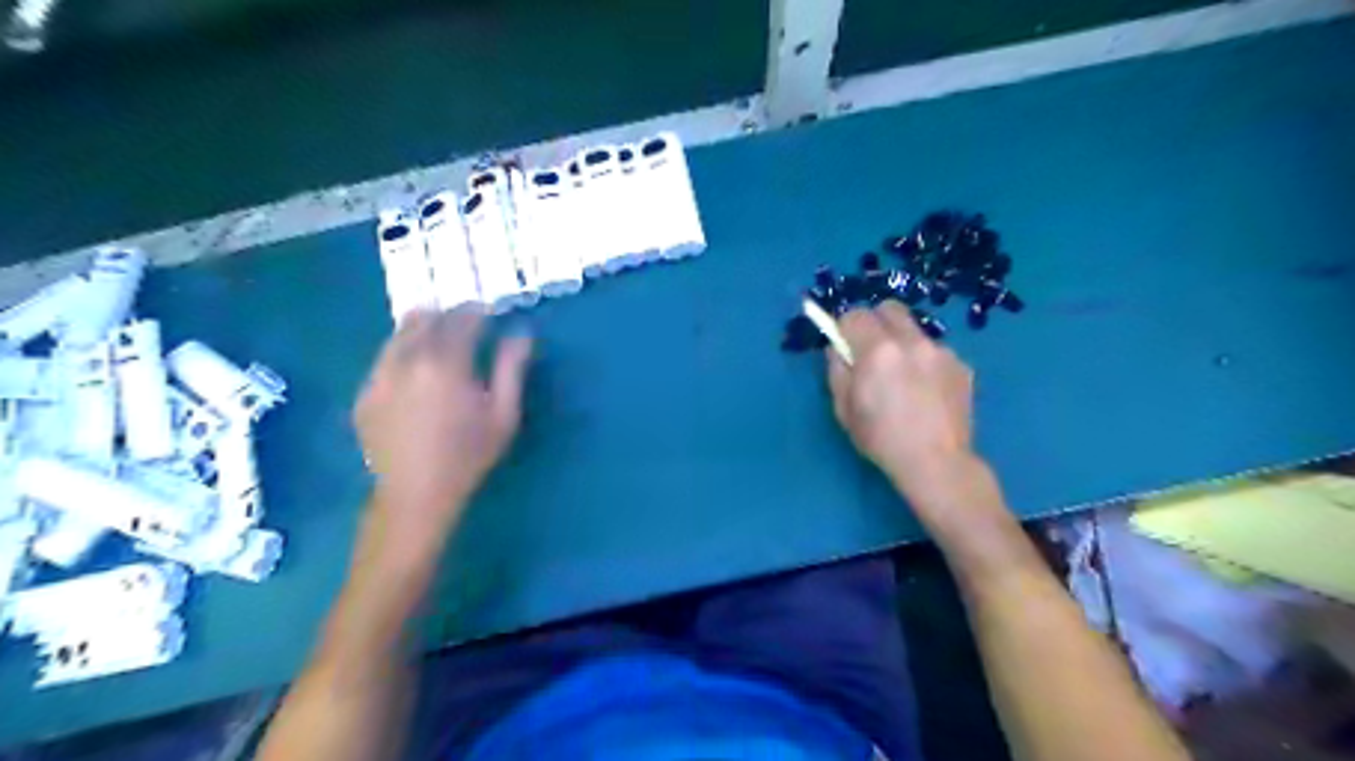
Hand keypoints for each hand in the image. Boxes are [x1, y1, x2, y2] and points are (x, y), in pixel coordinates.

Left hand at [354, 305, 529, 531]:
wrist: (416, 494)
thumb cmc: (469, 455)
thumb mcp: (503, 414)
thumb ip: (512, 369)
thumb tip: (521, 334)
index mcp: (445, 363)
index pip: (462, 319)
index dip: (479, 312)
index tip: (491, 315)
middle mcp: (407, 360)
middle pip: (425, 318)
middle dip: (449, 315)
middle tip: (466, 325)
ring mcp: (379, 376)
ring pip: (399, 334)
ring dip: (423, 330)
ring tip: (440, 344)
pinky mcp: (364, 393)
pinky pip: (384, 359)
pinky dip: (403, 355)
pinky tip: (416, 374)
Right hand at [832, 301, 978, 504]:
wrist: (936, 462)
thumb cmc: (881, 439)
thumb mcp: (843, 408)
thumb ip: (837, 370)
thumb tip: (838, 349)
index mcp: (877, 351)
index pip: (854, 314)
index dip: (845, 327)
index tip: (844, 345)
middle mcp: (911, 341)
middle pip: (889, 308)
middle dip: (874, 322)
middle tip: (871, 350)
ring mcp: (941, 351)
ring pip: (914, 330)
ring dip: (902, 342)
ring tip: (904, 377)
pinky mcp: (962, 364)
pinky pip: (935, 350)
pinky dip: (925, 361)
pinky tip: (926, 391)